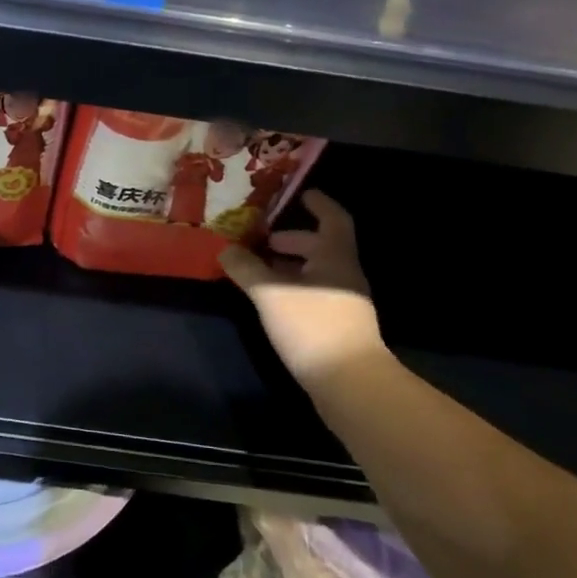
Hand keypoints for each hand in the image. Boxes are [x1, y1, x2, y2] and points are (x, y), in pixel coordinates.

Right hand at [220, 191, 386, 393]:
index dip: (318, 204)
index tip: (300, 193)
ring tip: (258, 271)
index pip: (333, 219)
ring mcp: (344, 303)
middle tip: (262, 240)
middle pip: (321, 247)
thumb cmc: (312, 325)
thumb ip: (246, 268)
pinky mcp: (337, 328)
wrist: (350, 383)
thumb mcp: (270, 293)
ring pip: (316, 273)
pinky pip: (313, 295)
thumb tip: (226, 248)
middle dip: (292, 240)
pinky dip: (292, 289)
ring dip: (289, 267)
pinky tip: (271, 302)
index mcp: (335, 257)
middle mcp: (344, 275)